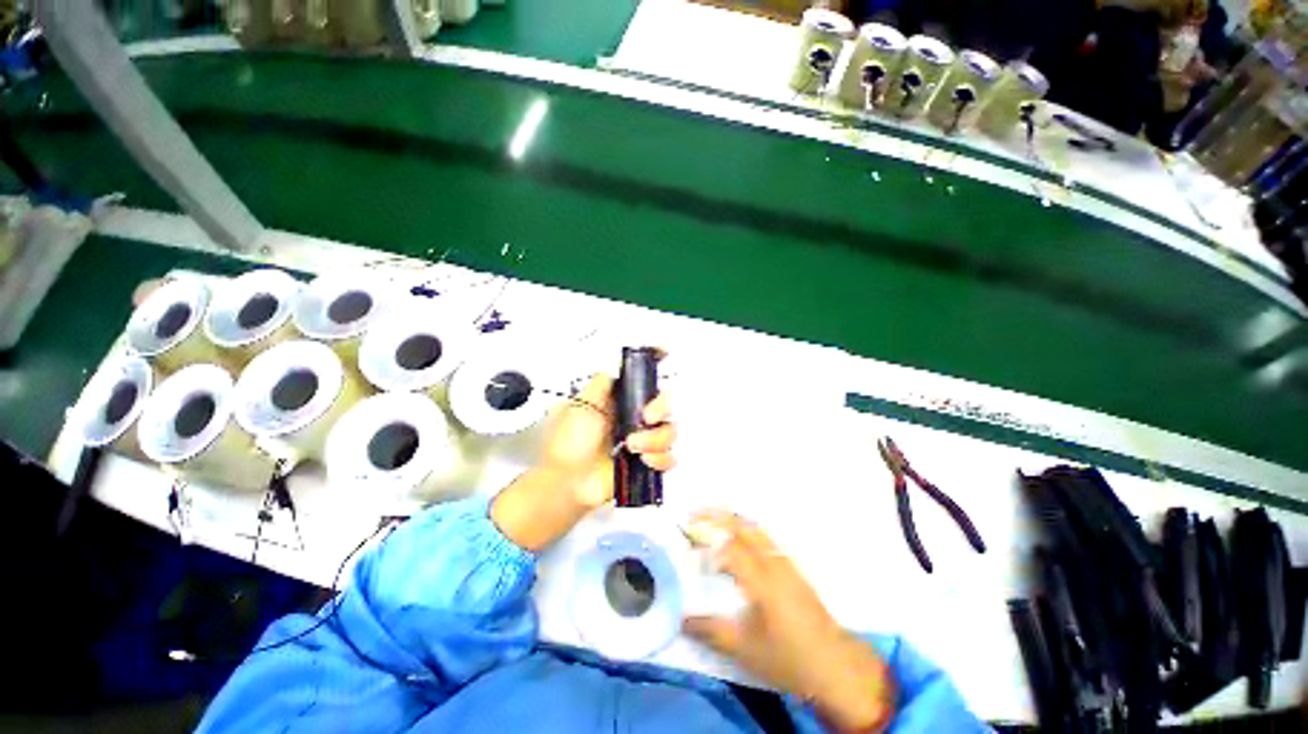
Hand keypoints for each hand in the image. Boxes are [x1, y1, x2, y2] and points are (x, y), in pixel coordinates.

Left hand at [490, 374, 674, 551]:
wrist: (567, 482)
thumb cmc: (569, 442)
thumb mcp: (579, 405)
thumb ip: (600, 384)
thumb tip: (616, 369)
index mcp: (620, 402)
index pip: (646, 383)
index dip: (658, 365)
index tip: (666, 354)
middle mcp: (634, 419)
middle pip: (666, 404)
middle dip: (660, 408)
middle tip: (646, 419)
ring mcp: (643, 442)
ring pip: (670, 431)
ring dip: (656, 439)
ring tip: (633, 448)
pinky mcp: (647, 464)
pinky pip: (670, 458)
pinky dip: (661, 459)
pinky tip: (644, 462)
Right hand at [683, 511, 893, 732]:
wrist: (835, 665)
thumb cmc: (789, 657)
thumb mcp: (745, 649)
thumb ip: (711, 631)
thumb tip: (681, 619)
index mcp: (761, 580)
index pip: (729, 547)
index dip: (707, 542)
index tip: (688, 546)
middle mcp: (773, 563)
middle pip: (744, 526)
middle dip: (717, 515)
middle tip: (694, 514)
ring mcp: (785, 563)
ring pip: (755, 529)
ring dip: (731, 521)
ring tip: (710, 523)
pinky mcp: (792, 569)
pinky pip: (764, 539)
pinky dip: (744, 531)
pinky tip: (736, 543)